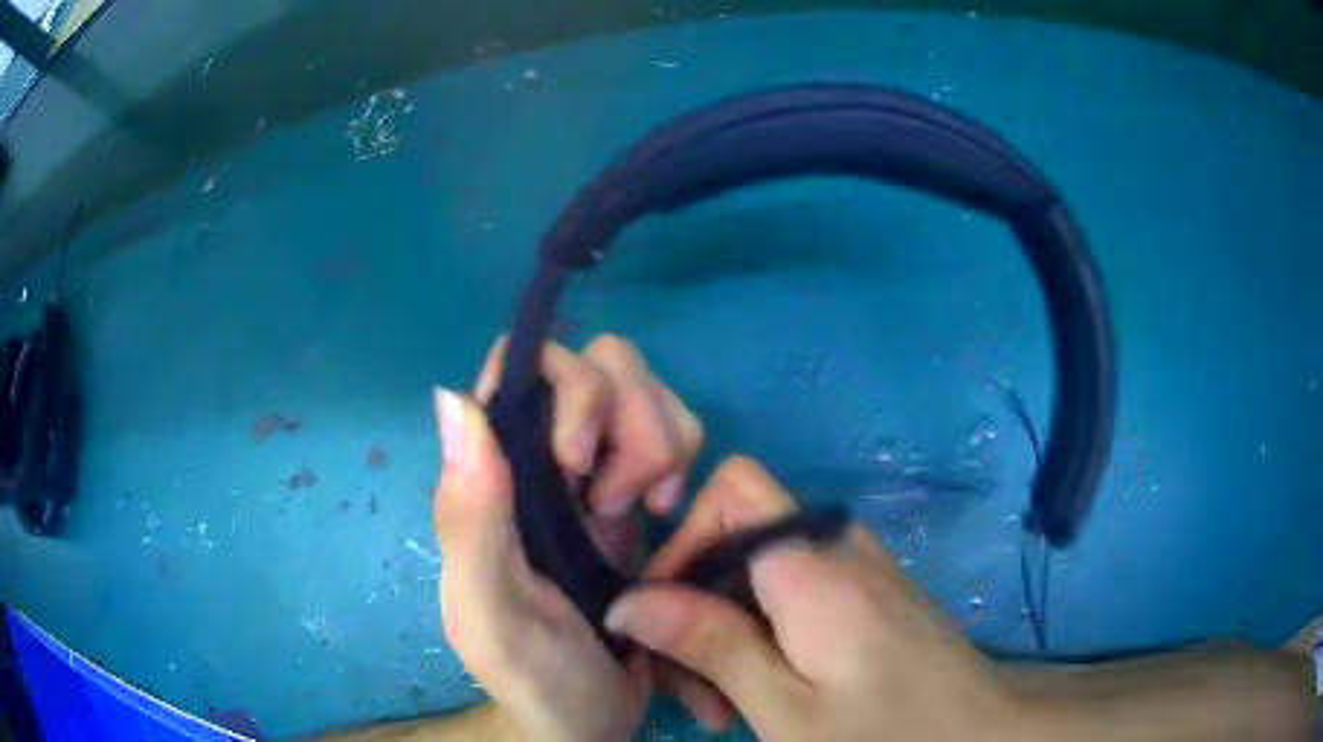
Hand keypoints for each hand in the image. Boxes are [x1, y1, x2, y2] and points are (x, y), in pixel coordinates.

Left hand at [433, 335, 702, 741]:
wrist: (592, 719)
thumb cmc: (536, 677)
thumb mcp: (494, 614)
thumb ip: (470, 519)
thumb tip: (453, 398)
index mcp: (493, 480)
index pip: (518, 373)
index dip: (559, 390)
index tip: (578, 460)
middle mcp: (541, 459)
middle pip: (596, 365)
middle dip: (626, 419)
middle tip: (620, 500)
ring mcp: (595, 470)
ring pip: (640, 387)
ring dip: (658, 439)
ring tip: (648, 507)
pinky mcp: (639, 488)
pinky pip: (672, 427)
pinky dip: (680, 454)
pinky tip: (666, 508)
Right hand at [609, 457, 1024, 741]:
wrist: (981, 735)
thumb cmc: (885, 733)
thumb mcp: (785, 706)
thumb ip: (711, 644)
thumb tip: (628, 601)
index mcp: (813, 565)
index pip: (732, 491)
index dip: (682, 540)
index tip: (658, 618)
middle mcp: (838, 550)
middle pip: (739, 537)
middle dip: (695, 606)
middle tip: (690, 689)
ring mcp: (860, 573)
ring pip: (762, 573)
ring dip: (726, 631)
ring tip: (722, 706)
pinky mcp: (871, 598)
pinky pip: (796, 595)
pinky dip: (763, 636)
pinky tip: (766, 693)